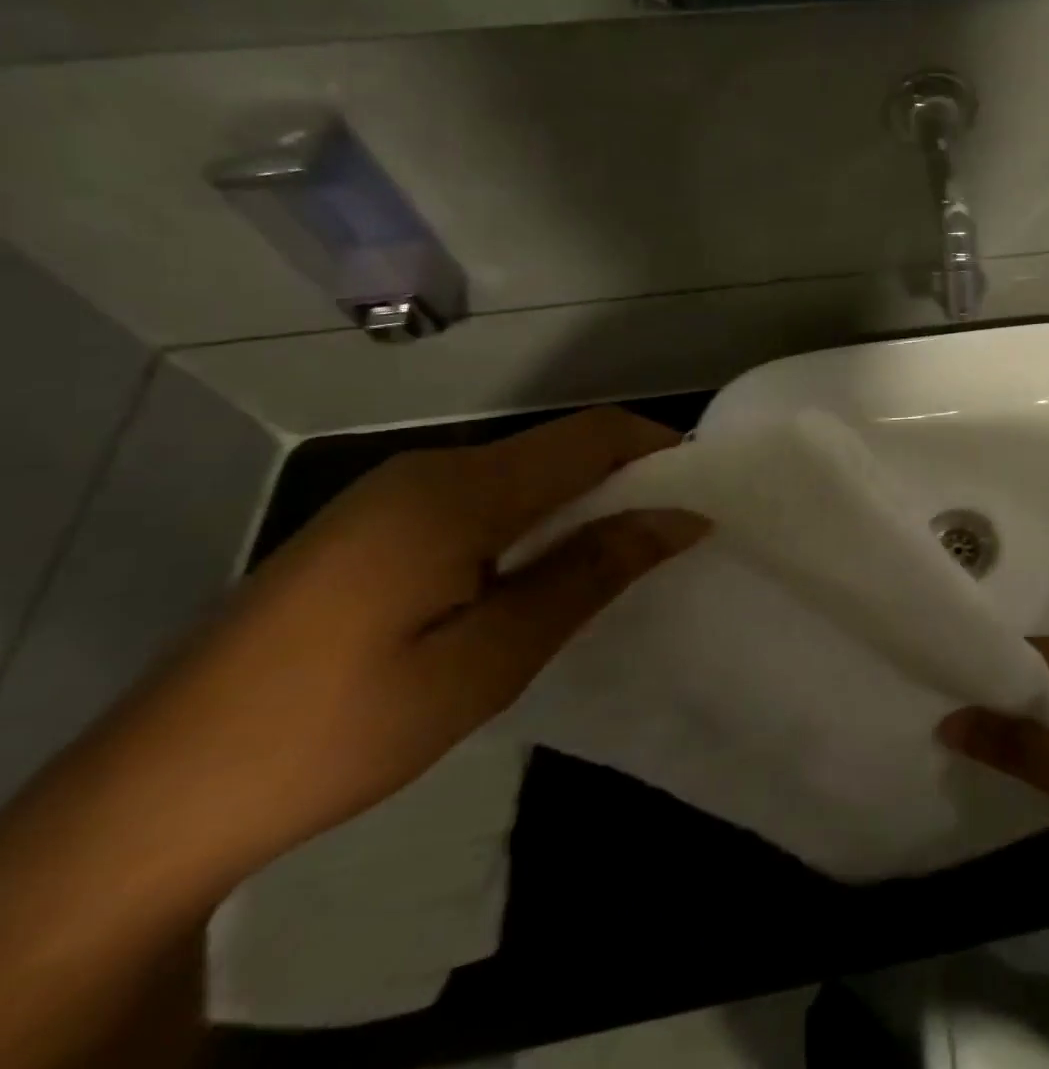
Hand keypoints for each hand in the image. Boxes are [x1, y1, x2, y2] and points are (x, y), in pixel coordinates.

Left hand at [73, 407, 706, 890]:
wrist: (155, 797)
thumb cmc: (342, 726)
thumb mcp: (489, 658)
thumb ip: (589, 573)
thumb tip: (681, 518)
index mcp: (458, 491)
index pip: (591, 435)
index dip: (660, 449)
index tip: (709, 493)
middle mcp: (428, 470)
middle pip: (559, 448)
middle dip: (628, 479)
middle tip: (675, 536)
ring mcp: (392, 496)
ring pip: (522, 474)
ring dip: (581, 503)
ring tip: (621, 558)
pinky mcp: (372, 527)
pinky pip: (482, 499)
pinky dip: (534, 520)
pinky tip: (540, 573)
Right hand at [938, 636, 1048, 883]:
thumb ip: (1009, 742)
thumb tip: (946, 721)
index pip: (1021, 651)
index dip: (981, 672)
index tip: (939, 692)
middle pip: (1032, 673)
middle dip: (996, 699)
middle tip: (948, 722)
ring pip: (1047, 699)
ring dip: (1017, 722)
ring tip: (971, 742)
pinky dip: (1041, 737)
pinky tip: (1016, 759)